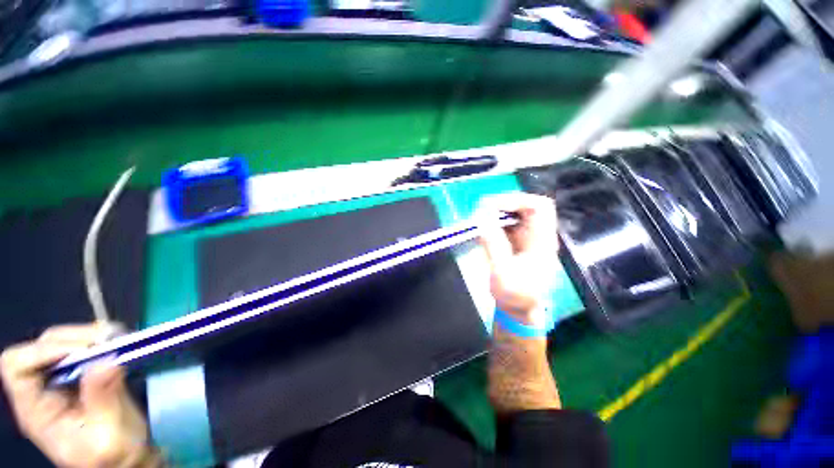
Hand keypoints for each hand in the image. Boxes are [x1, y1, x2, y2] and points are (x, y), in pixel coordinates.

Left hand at [1, 323, 158, 467]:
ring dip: (90, 336)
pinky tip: (119, 343)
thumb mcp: (108, 438)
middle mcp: (43, 389)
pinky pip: (84, 345)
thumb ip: (102, 400)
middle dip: (74, 339)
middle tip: (108, 342)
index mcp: (36, 410)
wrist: (129, 459)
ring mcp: (63, 380)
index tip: (82, 352)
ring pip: (63, 340)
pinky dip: (101, 338)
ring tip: (118, 341)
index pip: (18, 367)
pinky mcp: (84, 373)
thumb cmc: (115, 457)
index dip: (42, 352)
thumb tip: (106, 362)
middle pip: (41, 346)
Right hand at [477, 193, 558, 325]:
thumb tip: (481, 218)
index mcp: (542, 241)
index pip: (539, 207)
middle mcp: (536, 234)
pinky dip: (492, 222)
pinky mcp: (514, 241)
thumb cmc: (514, 295)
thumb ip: (493, 244)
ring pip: (513, 213)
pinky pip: (504, 223)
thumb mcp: (502, 272)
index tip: (492, 206)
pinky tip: (482, 229)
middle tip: (480, 210)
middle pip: (525, 206)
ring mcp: (525, 237)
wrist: (517, 309)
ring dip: (495, 212)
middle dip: (502, 204)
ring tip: (478, 219)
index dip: (517, 200)